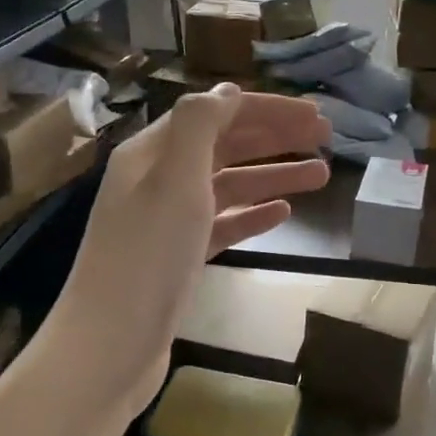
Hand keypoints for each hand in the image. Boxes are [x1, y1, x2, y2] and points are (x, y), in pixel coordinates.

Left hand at [46, 86, 330, 424]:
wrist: (109, 346)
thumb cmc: (147, 256)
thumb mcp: (174, 179)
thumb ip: (200, 126)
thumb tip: (227, 90)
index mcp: (153, 152)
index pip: (217, 114)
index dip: (267, 110)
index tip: (315, 116)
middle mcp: (159, 179)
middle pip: (226, 146)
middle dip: (275, 138)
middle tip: (326, 139)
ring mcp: (168, 220)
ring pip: (229, 185)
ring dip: (273, 176)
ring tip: (321, 176)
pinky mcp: (179, 257)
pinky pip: (222, 223)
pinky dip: (252, 213)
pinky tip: (283, 213)